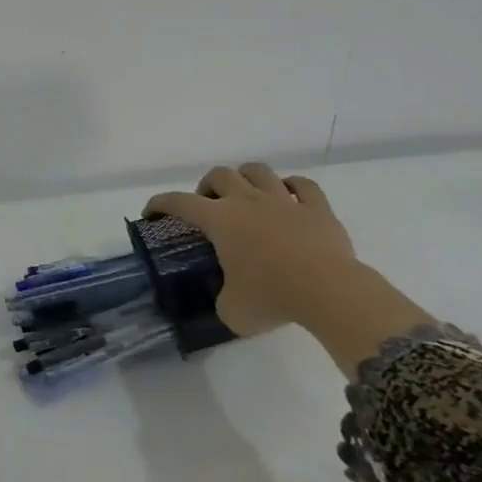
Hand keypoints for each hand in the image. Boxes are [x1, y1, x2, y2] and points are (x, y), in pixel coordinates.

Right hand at [145, 163, 431, 374]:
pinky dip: (294, 187)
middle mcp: (247, 201)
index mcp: (219, 220)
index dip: (160, 203)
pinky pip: (304, 186)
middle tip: (209, 206)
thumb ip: (222, 300)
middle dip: (208, 186)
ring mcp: (284, 201)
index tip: (151, 211)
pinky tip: (290, 197)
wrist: (330, 292)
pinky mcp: (318, 209)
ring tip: (246, 194)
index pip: (178, 202)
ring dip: (247, 177)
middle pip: (220, 174)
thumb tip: (226, 300)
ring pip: (259, 171)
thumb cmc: (272, 297)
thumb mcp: (233, 311)